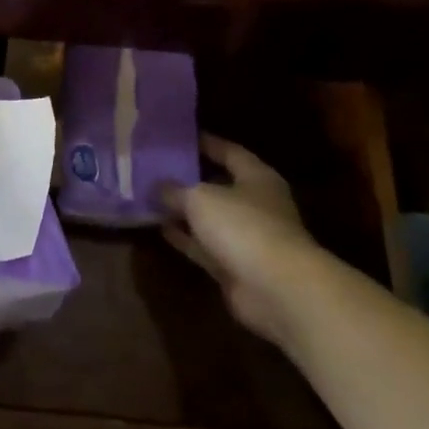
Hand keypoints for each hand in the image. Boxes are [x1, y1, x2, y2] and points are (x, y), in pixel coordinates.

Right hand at [160, 135, 315, 346]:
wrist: (276, 290)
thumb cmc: (244, 226)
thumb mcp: (200, 198)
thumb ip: (176, 190)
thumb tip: (157, 186)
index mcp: (257, 177)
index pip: (230, 152)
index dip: (206, 143)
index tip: (180, 138)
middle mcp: (256, 205)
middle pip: (220, 186)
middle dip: (191, 180)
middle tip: (158, 169)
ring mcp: (247, 238)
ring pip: (210, 219)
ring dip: (185, 212)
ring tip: (152, 198)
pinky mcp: (235, 267)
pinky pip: (205, 247)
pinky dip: (186, 238)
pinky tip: (162, 229)